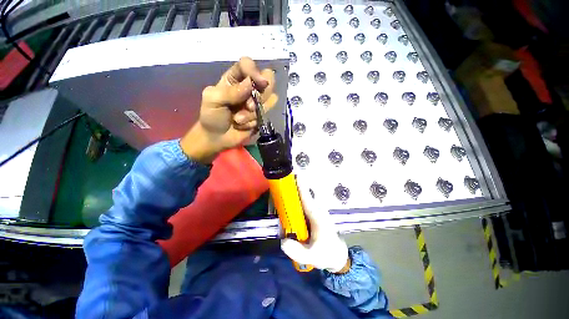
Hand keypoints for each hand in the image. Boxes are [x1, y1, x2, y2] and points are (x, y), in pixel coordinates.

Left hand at [181, 57, 277, 163]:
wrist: (217, 138)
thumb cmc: (211, 116)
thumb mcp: (213, 100)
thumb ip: (230, 91)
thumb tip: (250, 84)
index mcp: (234, 79)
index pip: (248, 65)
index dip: (255, 70)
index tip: (259, 82)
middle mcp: (248, 88)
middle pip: (268, 79)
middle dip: (261, 94)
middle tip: (249, 105)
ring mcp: (256, 103)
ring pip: (270, 99)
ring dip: (254, 112)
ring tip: (238, 119)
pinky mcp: (261, 116)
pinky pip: (265, 115)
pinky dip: (253, 122)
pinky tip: (242, 126)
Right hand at [281, 178, 349, 273]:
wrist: (336, 253)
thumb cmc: (326, 253)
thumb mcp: (312, 257)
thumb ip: (297, 252)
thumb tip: (283, 240)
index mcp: (318, 216)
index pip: (307, 198)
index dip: (300, 186)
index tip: (294, 175)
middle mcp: (316, 209)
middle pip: (301, 194)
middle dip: (290, 189)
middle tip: (277, 190)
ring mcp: (314, 210)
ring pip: (300, 198)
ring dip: (289, 195)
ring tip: (277, 202)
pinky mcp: (311, 212)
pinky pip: (300, 203)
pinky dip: (291, 202)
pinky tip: (283, 209)